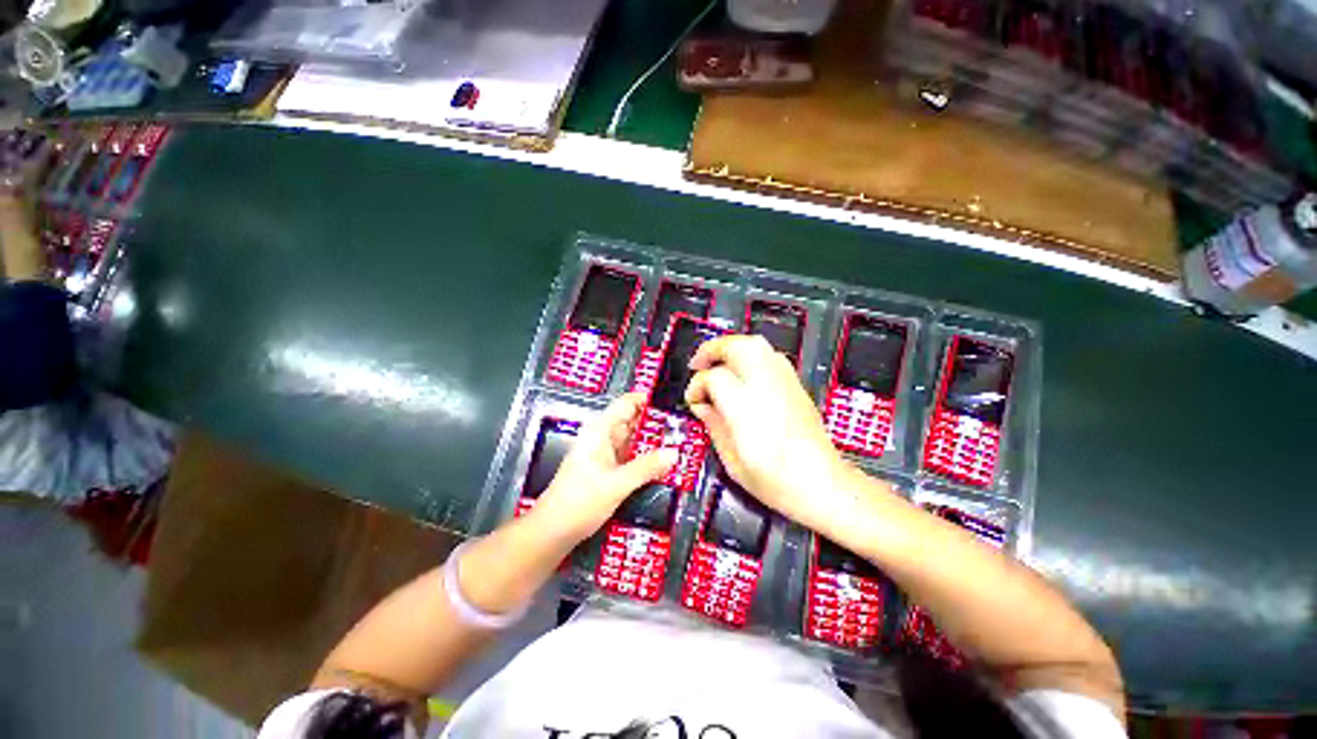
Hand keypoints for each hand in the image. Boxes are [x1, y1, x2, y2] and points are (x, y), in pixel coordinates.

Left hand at [530, 393, 676, 542]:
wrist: (553, 531)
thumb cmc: (578, 502)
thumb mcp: (617, 484)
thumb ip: (646, 467)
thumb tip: (673, 453)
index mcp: (600, 431)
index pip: (626, 404)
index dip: (647, 400)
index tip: (671, 404)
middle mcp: (602, 438)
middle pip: (632, 421)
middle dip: (655, 422)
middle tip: (682, 427)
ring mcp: (604, 454)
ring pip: (632, 440)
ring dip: (651, 441)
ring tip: (677, 442)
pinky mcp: (607, 470)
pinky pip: (630, 456)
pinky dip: (645, 457)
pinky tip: (660, 463)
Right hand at [685, 335, 853, 529]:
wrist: (822, 485)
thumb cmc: (777, 482)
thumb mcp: (732, 460)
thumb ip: (714, 426)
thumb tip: (702, 407)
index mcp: (745, 408)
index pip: (713, 377)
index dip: (697, 386)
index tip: (694, 400)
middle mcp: (766, 387)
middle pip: (736, 347)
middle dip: (712, 350)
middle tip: (698, 364)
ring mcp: (784, 383)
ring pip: (755, 345)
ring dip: (732, 348)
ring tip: (719, 363)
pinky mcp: (796, 385)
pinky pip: (770, 356)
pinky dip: (752, 356)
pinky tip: (743, 373)